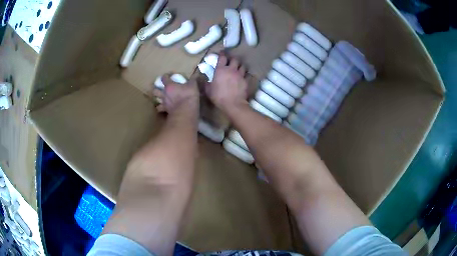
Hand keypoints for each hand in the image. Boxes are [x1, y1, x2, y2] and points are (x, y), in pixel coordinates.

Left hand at [153, 75, 198, 113]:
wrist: (185, 111)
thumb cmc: (188, 96)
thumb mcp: (193, 85)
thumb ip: (193, 79)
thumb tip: (196, 74)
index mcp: (170, 85)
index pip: (164, 78)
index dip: (165, 76)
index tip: (168, 76)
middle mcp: (164, 94)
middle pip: (155, 90)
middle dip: (157, 89)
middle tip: (160, 89)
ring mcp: (164, 103)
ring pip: (156, 101)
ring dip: (157, 99)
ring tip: (160, 99)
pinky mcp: (165, 111)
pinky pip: (160, 110)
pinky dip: (161, 109)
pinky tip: (163, 108)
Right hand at [206, 54, 248, 111]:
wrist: (233, 104)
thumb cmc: (219, 96)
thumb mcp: (208, 90)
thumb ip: (206, 83)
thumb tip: (202, 80)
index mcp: (221, 70)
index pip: (222, 57)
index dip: (222, 54)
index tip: (221, 53)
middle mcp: (231, 69)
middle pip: (234, 59)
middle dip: (233, 59)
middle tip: (231, 61)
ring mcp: (240, 75)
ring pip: (242, 66)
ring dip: (240, 66)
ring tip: (238, 68)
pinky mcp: (246, 81)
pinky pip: (246, 75)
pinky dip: (244, 75)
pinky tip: (243, 78)